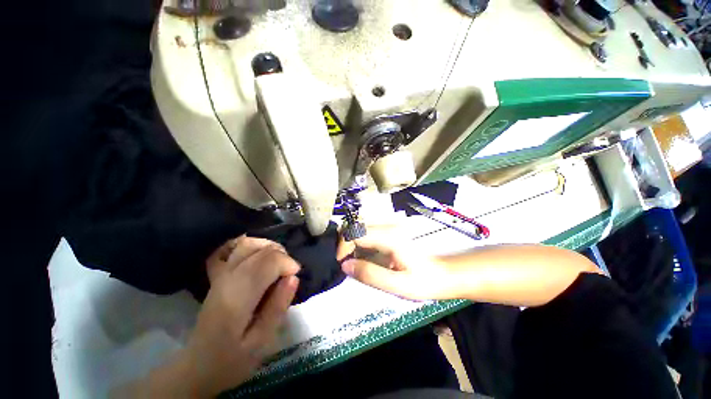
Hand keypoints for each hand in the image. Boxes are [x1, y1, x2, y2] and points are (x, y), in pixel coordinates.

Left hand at [184, 236, 300, 396]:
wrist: (198, 365)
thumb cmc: (232, 359)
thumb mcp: (262, 341)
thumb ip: (278, 307)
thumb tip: (293, 277)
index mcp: (237, 296)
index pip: (267, 261)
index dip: (287, 263)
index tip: (295, 276)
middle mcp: (227, 278)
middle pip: (260, 250)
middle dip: (282, 255)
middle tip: (289, 273)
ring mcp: (220, 274)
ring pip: (247, 244)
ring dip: (269, 248)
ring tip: (278, 263)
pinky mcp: (218, 275)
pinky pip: (234, 249)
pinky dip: (252, 246)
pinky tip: (260, 255)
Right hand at [336, 227, 456, 299]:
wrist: (441, 274)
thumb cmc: (422, 281)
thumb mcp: (397, 285)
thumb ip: (370, 274)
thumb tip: (344, 265)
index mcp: (389, 237)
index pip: (355, 232)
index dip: (343, 246)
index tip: (342, 264)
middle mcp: (387, 226)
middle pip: (355, 225)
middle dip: (345, 243)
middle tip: (346, 263)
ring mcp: (389, 226)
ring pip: (359, 227)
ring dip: (351, 243)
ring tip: (354, 261)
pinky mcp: (389, 231)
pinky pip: (367, 232)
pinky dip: (359, 243)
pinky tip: (363, 256)